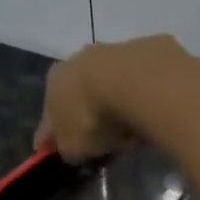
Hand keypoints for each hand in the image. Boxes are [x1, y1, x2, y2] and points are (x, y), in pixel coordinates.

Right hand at [33, 34, 184, 162]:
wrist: (136, 83)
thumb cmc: (93, 118)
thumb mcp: (73, 147)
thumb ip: (67, 148)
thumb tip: (70, 149)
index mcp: (54, 81)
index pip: (48, 115)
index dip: (55, 136)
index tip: (65, 150)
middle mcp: (78, 59)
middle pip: (80, 94)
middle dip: (88, 114)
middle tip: (103, 139)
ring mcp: (113, 50)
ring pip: (110, 84)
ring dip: (117, 102)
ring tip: (131, 129)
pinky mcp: (146, 49)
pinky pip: (140, 82)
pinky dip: (142, 96)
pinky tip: (151, 113)